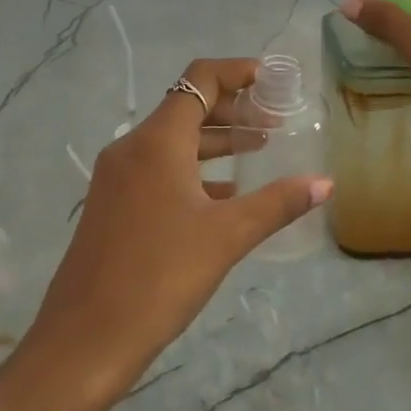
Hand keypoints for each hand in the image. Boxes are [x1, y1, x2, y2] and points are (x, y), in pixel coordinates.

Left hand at [2, 57, 330, 410]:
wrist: (86, 338)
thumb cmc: (160, 276)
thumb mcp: (227, 236)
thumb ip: (278, 203)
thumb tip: (325, 182)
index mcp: (157, 141)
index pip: (200, 80)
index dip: (239, 72)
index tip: (274, 81)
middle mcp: (132, 148)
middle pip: (187, 108)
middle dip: (234, 109)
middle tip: (277, 121)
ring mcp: (117, 177)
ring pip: (173, 141)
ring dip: (216, 141)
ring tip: (260, 148)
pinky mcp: (113, 204)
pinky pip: (159, 170)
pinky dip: (194, 170)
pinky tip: (225, 193)